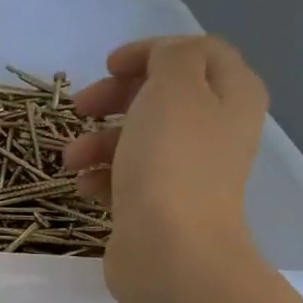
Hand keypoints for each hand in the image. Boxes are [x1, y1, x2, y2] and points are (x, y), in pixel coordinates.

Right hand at [61, 35, 268, 301]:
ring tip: (71, 159)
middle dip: (117, 97)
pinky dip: (103, 176)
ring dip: (99, 141)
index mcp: (232, 95)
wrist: (170, 250)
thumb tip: (163, 61)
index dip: (151, 52)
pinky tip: (84, 186)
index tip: (107, 65)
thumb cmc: (171, 163)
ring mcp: (189, 171)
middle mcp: (216, 130)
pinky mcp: (161, 205)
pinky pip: (129, 178)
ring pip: (139, 139)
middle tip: (81, 107)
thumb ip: (171, 58)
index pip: (197, 53)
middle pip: (164, 96)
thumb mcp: (174, 89)